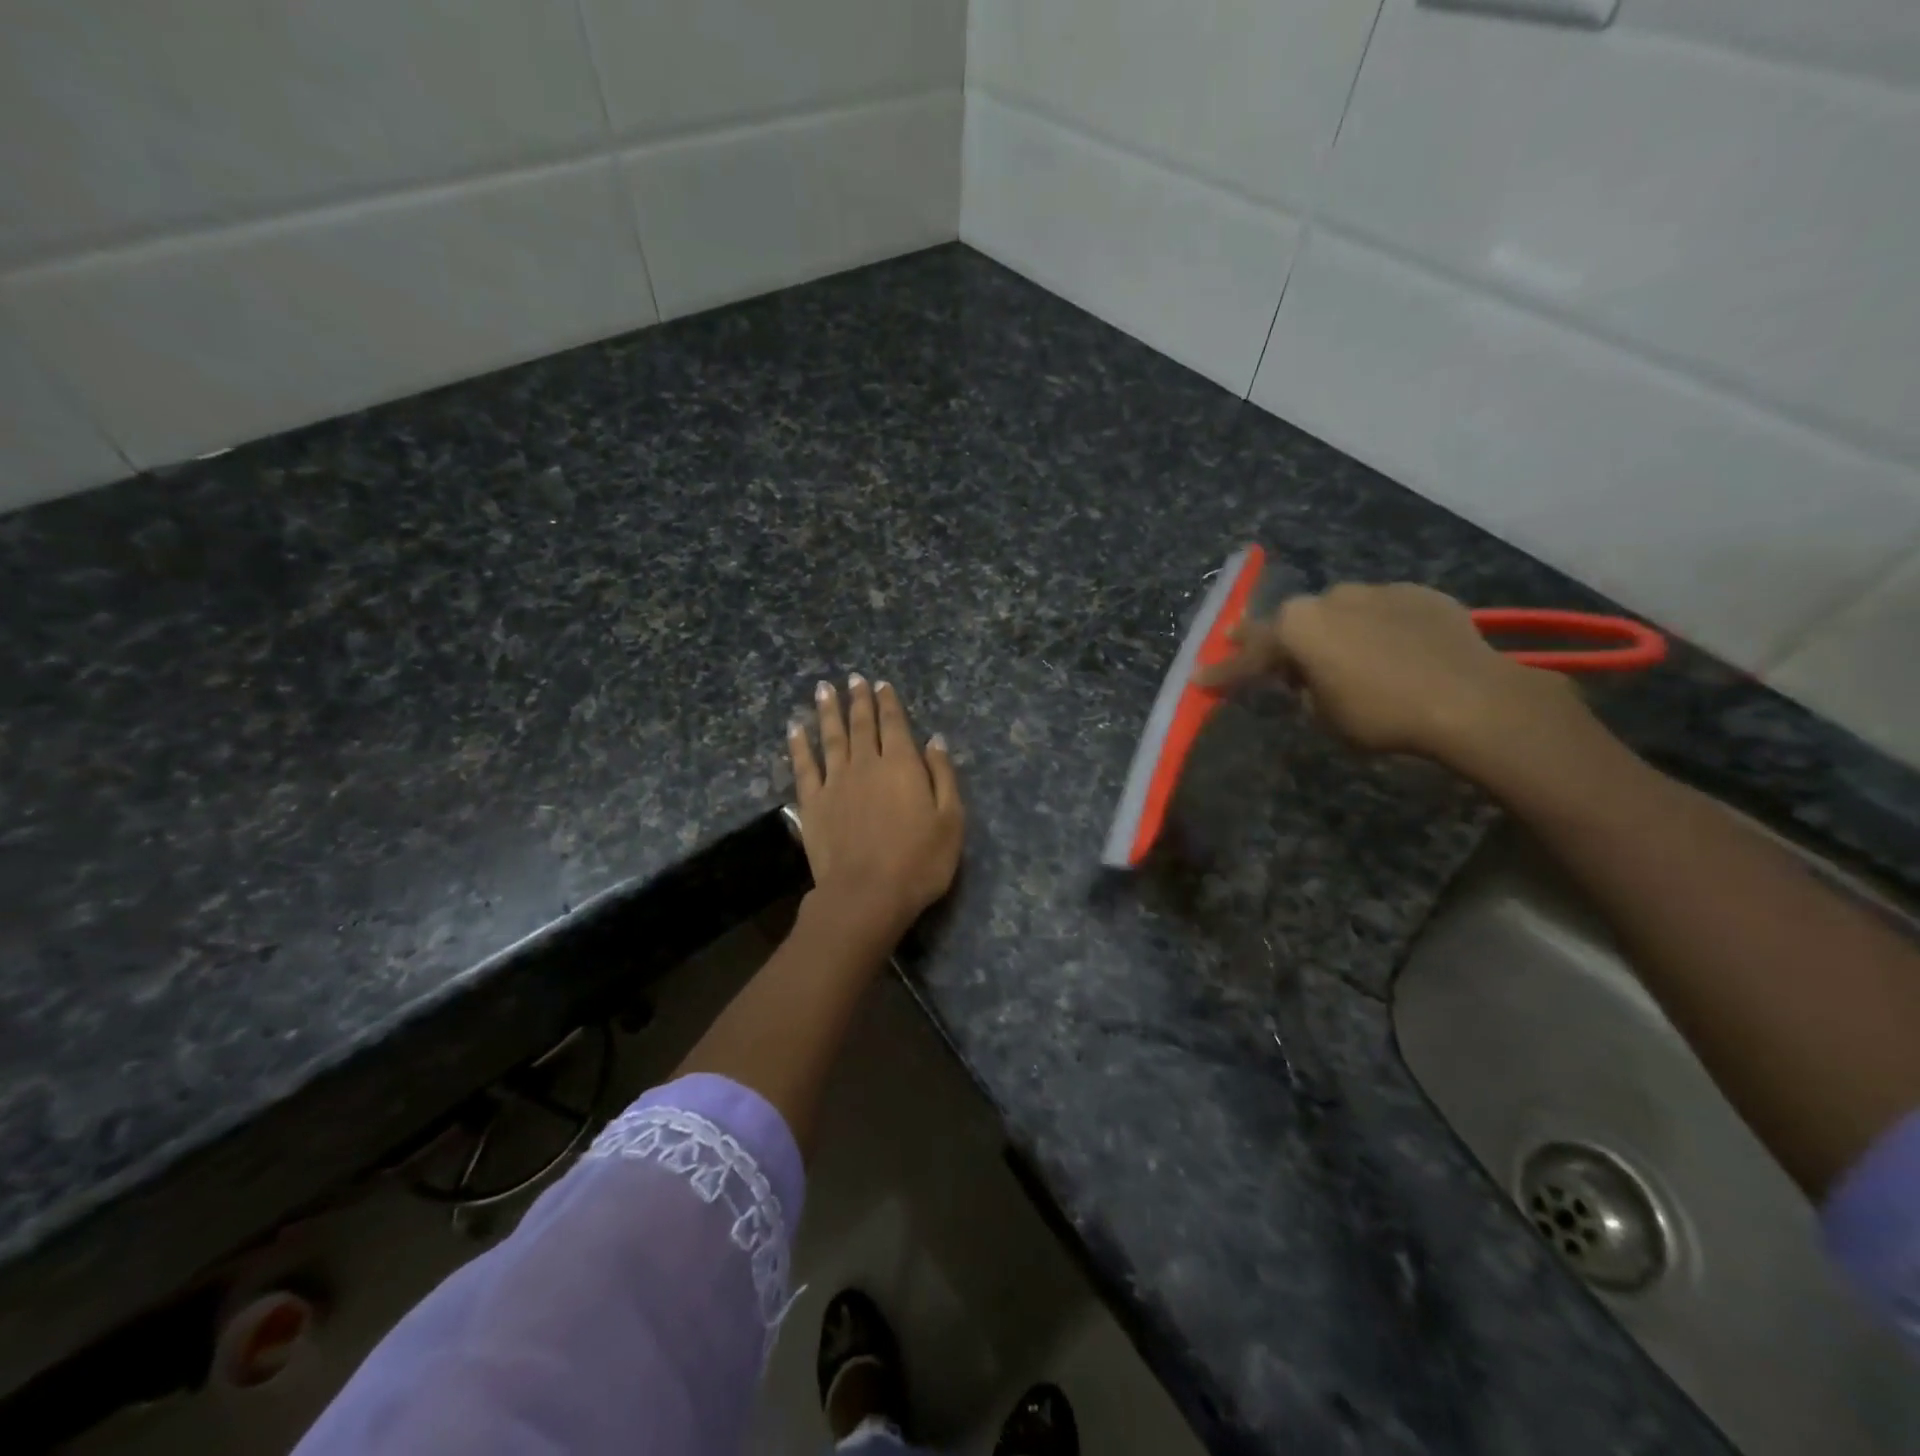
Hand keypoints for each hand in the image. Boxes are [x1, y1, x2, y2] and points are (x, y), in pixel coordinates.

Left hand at [788, 675, 964, 941]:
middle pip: (861, 724)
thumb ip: (943, 776)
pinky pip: (804, 765)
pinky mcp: (812, 802)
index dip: (888, 702)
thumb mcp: (950, 819)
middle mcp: (866, 764)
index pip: (894, 724)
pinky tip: (795, 728)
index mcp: (902, 765)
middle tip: (852, 678)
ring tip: (823, 689)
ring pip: (831, 737)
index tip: (880, 683)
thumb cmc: (919, 861)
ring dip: (828, 711)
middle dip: (858, 699)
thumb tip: (934, 740)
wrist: (867, 894)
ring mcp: (835, 781)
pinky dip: (799, 744)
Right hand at [1194, 582, 1586, 764]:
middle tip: (1252, 648)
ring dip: (1331, 631)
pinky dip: (1375, 629)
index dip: (1224, 672)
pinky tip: (1390, 650)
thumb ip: (1303, 691)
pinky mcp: (1419, 595)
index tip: (1201, 678)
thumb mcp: (1324, 716)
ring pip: (1339, 612)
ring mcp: (1377, 591)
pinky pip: (1382, 612)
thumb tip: (1307, 680)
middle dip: (1272, 639)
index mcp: (1297, 627)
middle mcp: (1329, 598)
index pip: (1248, 655)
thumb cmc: (1381, 714)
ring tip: (1339, 654)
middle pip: (1291, 622)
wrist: (1470, 699)